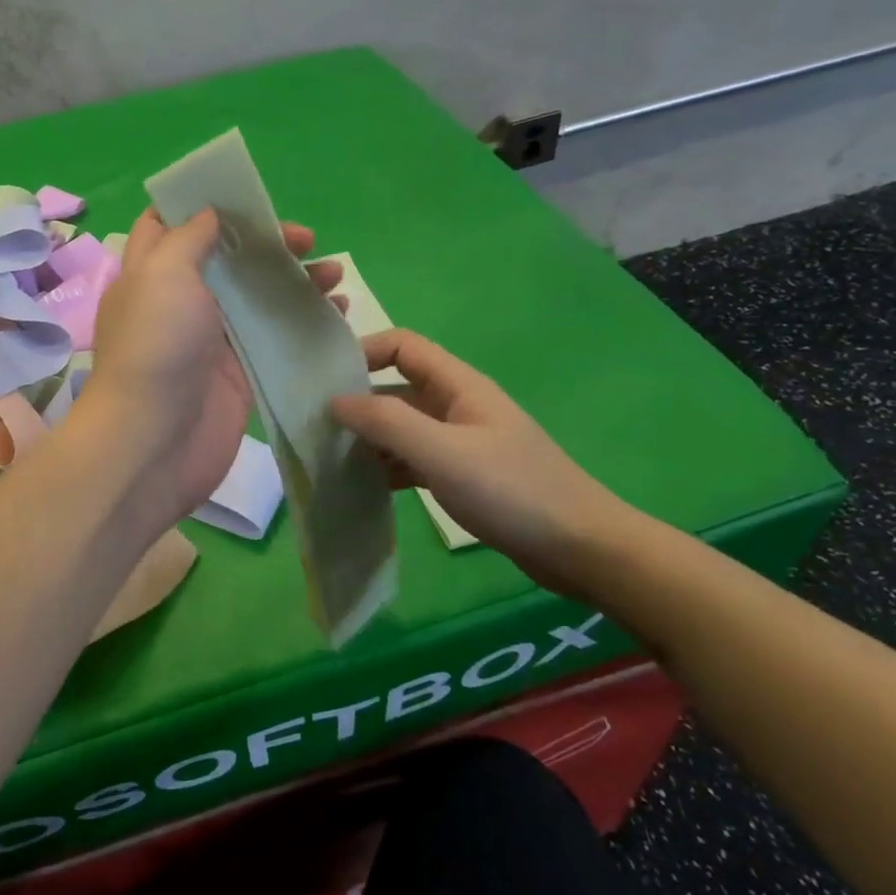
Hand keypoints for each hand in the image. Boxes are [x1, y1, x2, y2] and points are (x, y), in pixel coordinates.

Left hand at [83, 208, 340, 529]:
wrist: (155, 441)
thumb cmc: (156, 346)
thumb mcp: (163, 274)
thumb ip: (188, 238)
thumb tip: (209, 213)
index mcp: (153, 272)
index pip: (170, 225)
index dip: (203, 205)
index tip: (245, 196)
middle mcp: (181, 301)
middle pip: (227, 259)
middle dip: (266, 243)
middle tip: (307, 240)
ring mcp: (213, 338)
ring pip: (258, 297)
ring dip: (296, 280)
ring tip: (335, 273)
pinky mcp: (241, 372)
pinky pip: (277, 336)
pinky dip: (306, 321)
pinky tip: (339, 311)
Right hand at [330, 330, 642, 598]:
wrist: (581, 548)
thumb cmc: (512, 490)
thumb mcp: (442, 453)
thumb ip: (386, 423)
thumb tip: (334, 400)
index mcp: (458, 385)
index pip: (402, 345)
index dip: (363, 351)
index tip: (325, 380)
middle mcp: (456, 405)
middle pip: (397, 387)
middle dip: (358, 401)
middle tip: (314, 425)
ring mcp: (460, 441)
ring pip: (402, 426)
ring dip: (369, 438)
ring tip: (328, 458)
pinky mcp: (462, 474)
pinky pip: (414, 459)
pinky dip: (388, 466)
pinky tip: (362, 486)